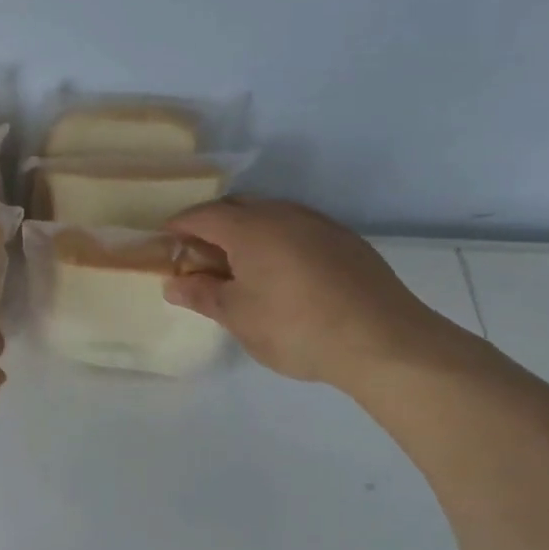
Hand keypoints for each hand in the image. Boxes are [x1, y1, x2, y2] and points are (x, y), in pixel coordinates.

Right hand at [164, 199, 462, 389]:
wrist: (384, 342)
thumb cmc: (295, 328)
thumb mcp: (238, 316)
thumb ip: (202, 295)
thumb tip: (174, 284)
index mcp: (251, 228)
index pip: (203, 215)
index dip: (179, 226)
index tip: (164, 243)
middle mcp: (285, 215)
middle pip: (237, 207)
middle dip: (212, 225)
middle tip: (198, 257)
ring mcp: (320, 225)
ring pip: (271, 216)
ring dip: (246, 232)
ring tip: (238, 266)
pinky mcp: (346, 242)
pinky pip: (297, 229)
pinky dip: (277, 242)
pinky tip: (280, 273)